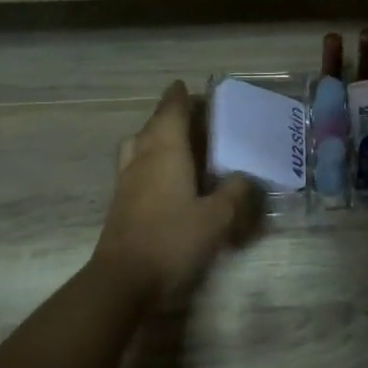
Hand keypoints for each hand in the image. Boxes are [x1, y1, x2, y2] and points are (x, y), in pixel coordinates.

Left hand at [94, 81, 263, 306]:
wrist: (123, 281)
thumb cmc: (172, 240)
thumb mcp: (217, 217)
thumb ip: (235, 193)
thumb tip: (246, 177)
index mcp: (165, 151)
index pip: (171, 112)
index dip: (179, 97)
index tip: (186, 86)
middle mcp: (142, 158)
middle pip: (152, 125)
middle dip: (169, 115)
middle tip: (192, 115)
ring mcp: (127, 181)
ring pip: (138, 145)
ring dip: (155, 136)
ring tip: (177, 142)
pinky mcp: (121, 203)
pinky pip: (135, 166)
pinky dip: (150, 160)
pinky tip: (167, 177)